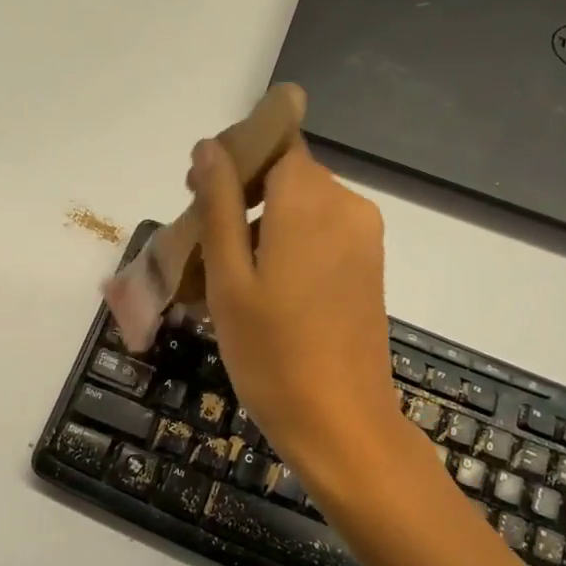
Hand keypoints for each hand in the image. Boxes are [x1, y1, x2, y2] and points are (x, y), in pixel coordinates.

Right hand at [189, 137, 410, 488]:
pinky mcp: (370, 266)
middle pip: (289, 173)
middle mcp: (346, 205)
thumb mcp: (229, 280)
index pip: (273, 142)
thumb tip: (210, 146)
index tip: (196, 191)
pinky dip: (291, 242)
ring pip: (305, 205)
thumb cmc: (272, 354)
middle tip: (201, 237)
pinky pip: (324, 233)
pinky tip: (264, 284)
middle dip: (244, 192)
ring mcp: (364, 237)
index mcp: (310, 200)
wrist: (342, 423)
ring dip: (265, 221)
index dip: (234, 157)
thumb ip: (219, 205)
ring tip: (226, 269)